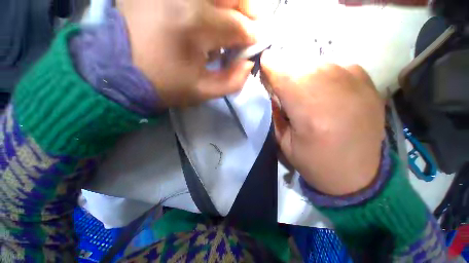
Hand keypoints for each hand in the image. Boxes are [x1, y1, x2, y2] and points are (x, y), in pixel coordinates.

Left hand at [118, 0, 259, 106]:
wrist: (119, 73)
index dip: (251, 36)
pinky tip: (207, 16)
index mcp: (195, 27)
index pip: (237, 26)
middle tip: (248, 25)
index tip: (255, 44)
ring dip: (229, 3)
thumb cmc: (165, 86)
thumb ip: (232, 81)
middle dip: (247, 9)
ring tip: (230, 20)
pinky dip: (209, 4)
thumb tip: (248, 64)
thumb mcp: (203, 92)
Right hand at [261, 51, 384, 195]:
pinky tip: (324, 90)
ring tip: (302, 90)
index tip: (263, 68)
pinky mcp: (367, 82)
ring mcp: (356, 82)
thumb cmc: (316, 163)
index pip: (282, 73)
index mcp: (310, 113)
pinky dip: (322, 73)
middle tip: (281, 86)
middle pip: (299, 62)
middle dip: (284, 70)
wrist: (359, 176)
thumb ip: (276, 112)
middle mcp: (335, 90)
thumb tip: (273, 90)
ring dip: (302, 72)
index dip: (269, 66)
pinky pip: (336, 65)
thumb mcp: (284, 142)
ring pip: (317, 60)